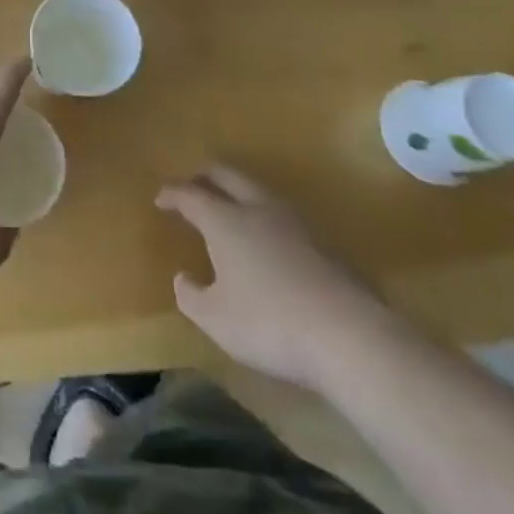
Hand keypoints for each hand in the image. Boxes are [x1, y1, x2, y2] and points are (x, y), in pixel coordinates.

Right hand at [157, 164, 397, 391]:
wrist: (352, 338)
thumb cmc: (270, 324)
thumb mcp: (215, 319)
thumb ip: (191, 296)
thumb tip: (183, 278)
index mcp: (224, 220)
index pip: (190, 194)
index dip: (172, 194)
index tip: (160, 199)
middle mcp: (257, 209)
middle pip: (227, 175)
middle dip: (205, 176)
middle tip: (193, 186)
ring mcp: (296, 223)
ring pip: (259, 190)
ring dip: (239, 192)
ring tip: (231, 209)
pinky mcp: (325, 243)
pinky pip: (284, 216)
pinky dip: (266, 216)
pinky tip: (269, 240)